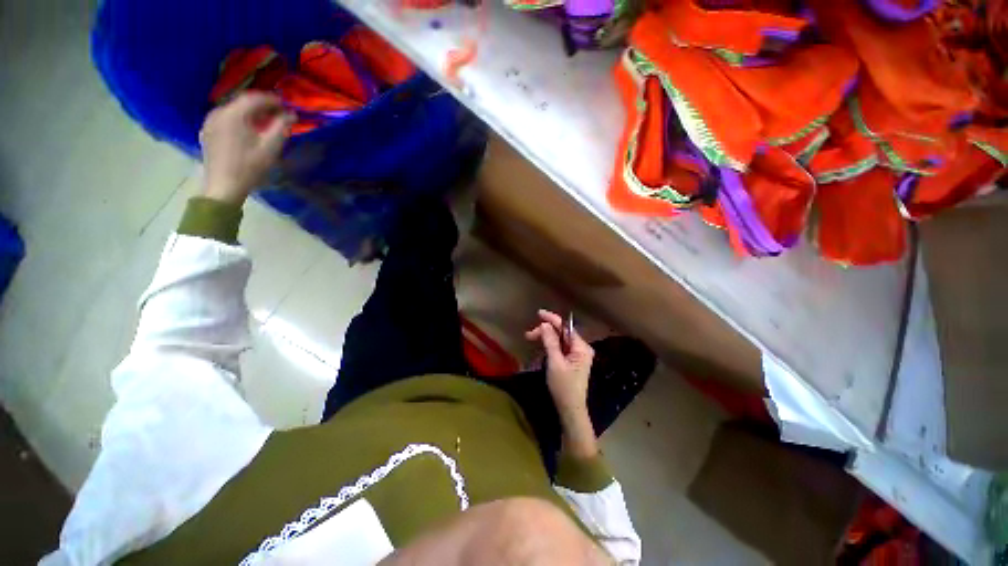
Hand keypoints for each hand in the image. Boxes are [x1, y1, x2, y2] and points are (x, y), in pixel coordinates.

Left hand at [199, 92, 295, 204]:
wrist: (224, 186)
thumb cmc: (249, 167)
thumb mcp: (270, 148)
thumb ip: (281, 127)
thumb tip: (291, 114)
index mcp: (233, 114)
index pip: (254, 98)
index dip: (271, 99)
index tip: (285, 105)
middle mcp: (218, 113)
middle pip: (242, 102)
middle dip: (261, 106)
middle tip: (278, 113)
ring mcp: (210, 122)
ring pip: (233, 110)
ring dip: (250, 113)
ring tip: (265, 122)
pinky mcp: (208, 132)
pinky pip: (226, 119)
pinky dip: (239, 120)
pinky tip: (248, 130)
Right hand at [525, 310, 597, 456]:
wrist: (570, 410)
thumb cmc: (563, 387)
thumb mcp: (555, 362)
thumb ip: (550, 342)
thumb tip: (544, 324)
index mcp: (581, 347)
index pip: (566, 327)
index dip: (552, 319)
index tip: (538, 313)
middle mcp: (581, 348)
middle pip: (562, 333)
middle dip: (546, 331)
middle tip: (528, 335)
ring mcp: (577, 355)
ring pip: (559, 340)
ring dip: (546, 338)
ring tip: (530, 338)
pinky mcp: (572, 362)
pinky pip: (560, 348)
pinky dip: (550, 345)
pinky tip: (540, 345)